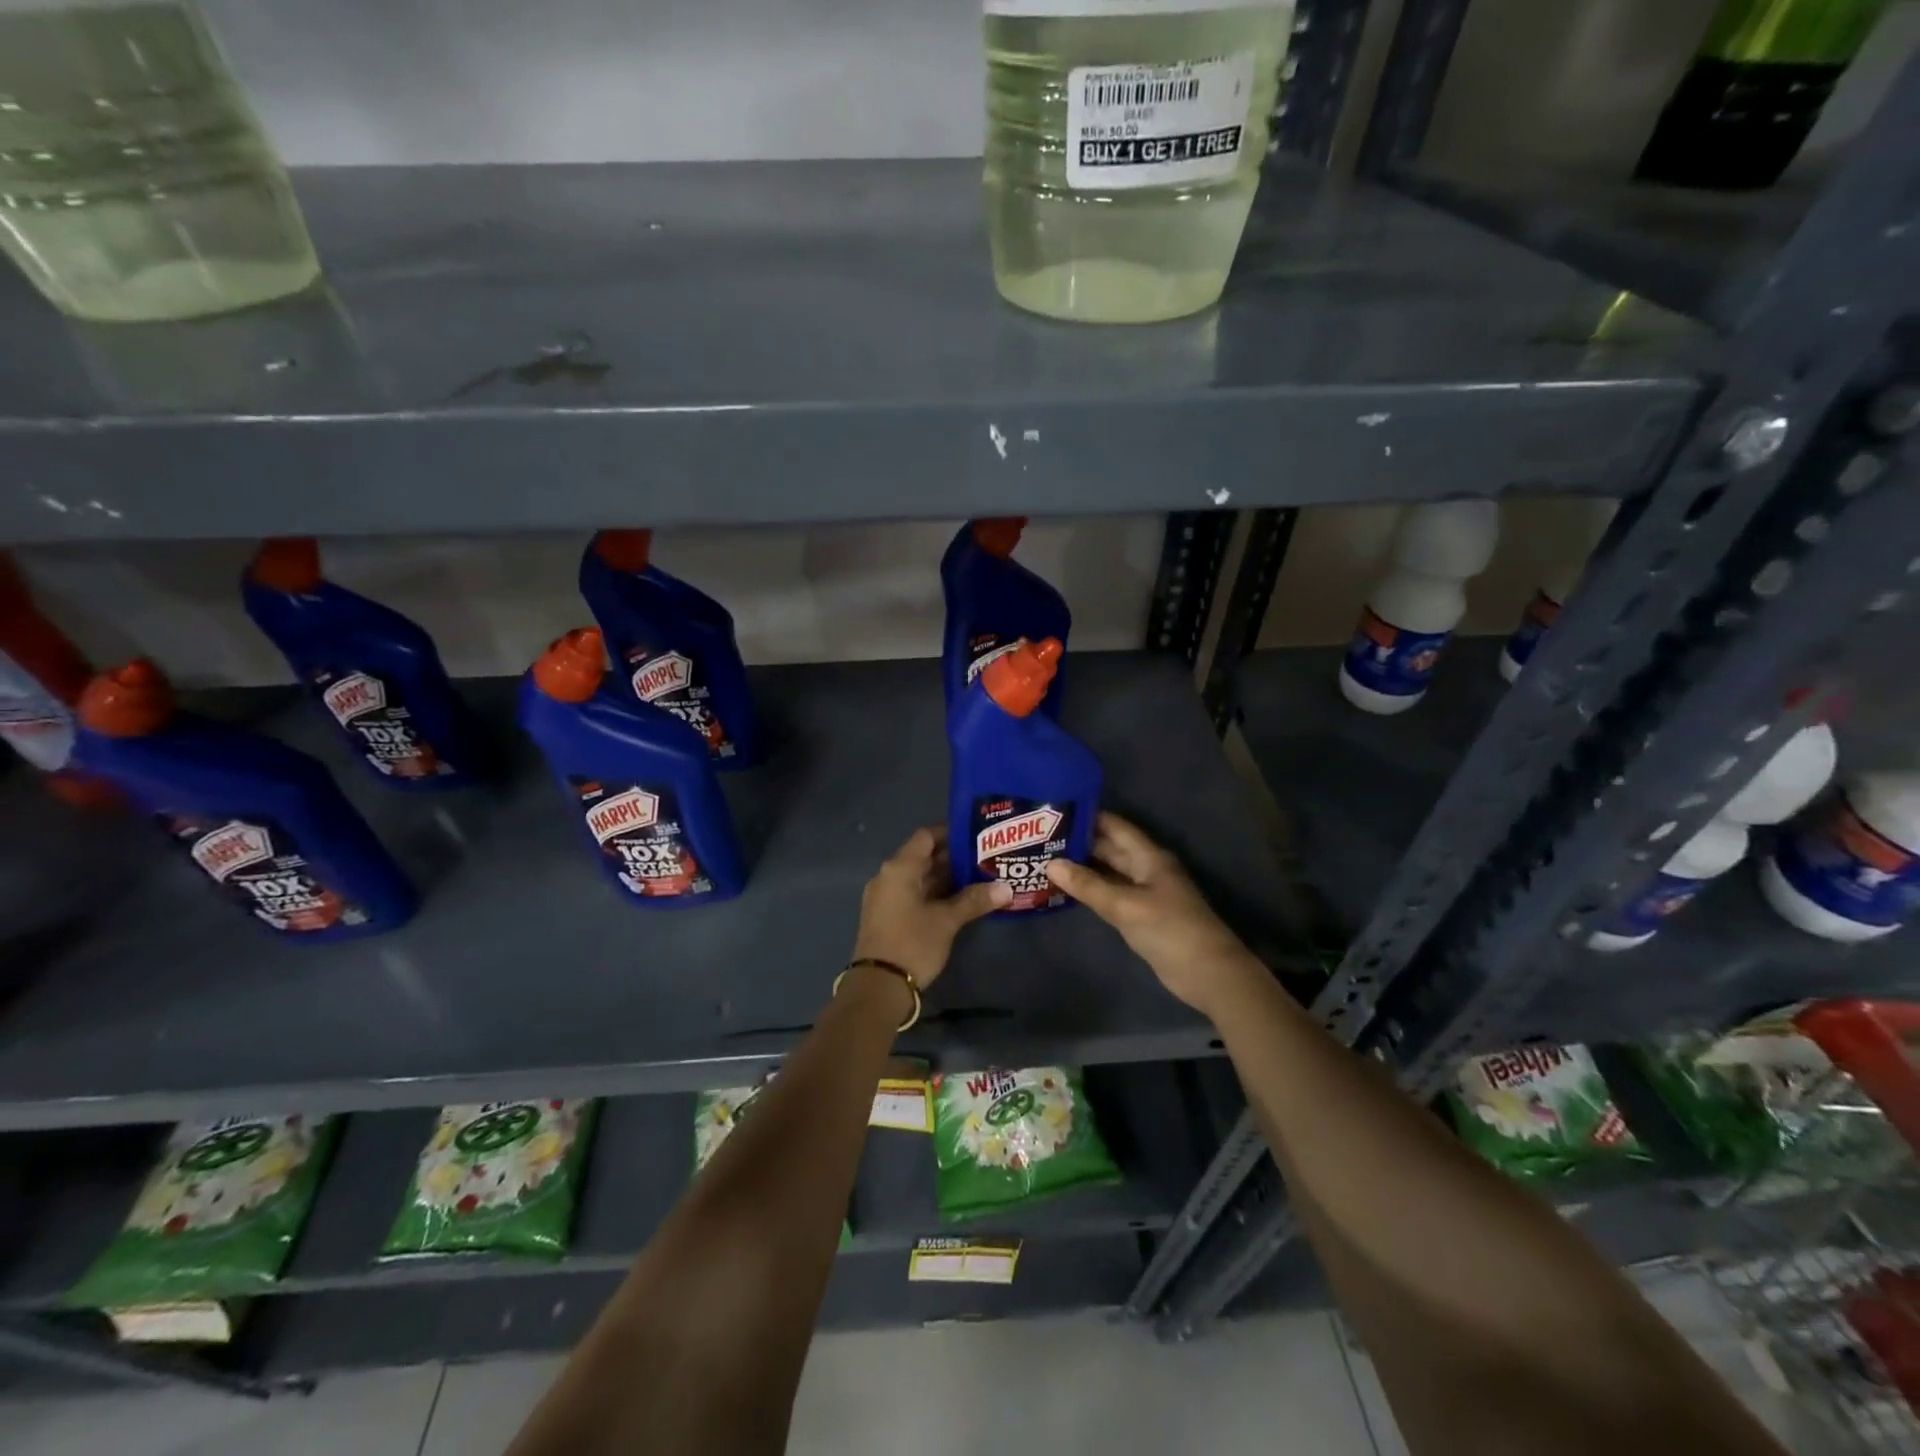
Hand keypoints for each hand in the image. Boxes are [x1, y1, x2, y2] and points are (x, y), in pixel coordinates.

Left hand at [851, 827, 1009, 991]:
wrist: (878, 987)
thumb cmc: (912, 943)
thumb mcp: (947, 921)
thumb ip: (974, 900)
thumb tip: (1006, 888)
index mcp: (899, 868)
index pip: (926, 836)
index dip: (951, 833)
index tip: (977, 835)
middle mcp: (888, 876)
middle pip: (923, 856)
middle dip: (953, 858)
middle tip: (985, 857)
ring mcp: (886, 897)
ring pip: (919, 877)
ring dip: (945, 878)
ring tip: (979, 877)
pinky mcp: (887, 916)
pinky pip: (913, 894)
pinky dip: (934, 893)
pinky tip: (960, 900)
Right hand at [1045, 812, 1254, 1013]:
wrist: (1208, 974)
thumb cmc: (1170, 930)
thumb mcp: (1125, 906)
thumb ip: (1088, 886)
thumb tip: (1050, 864)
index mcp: (1149, 857)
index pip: (1115, 827)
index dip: (1088, 817)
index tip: (1054, 812)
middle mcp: (1146, 869)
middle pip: (1110, 849)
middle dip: (1079, 843)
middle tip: (1041, 839)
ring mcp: (1145, 893)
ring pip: (1109, 873)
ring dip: (1083, 868)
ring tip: (1046, 861)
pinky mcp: (1142, 916)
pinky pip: (1112, 895)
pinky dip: (1091, 891)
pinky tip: (1066, 891)